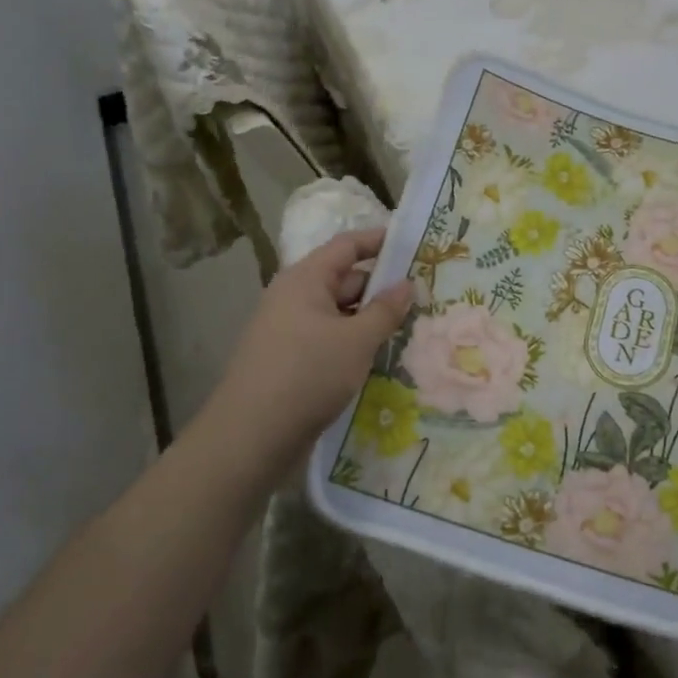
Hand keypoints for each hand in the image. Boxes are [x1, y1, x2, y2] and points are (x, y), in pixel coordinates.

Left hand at [204, 228, 412, 474]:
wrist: (251, 436)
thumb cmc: (307, 375)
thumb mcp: (356, 341)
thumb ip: (385, 310)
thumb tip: (407, 284)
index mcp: (305, 280)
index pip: (347, 246)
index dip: (380, 241)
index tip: (414, 244)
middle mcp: (294, 297)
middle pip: (345, 279)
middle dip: (382, 287)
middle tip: (425, 295)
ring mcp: (290, 329)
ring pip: (339, 313)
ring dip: (371, 319)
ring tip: (412, 327)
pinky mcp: (291, 359)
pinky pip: (329, 339)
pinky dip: (354, 342)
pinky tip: (380, 357)